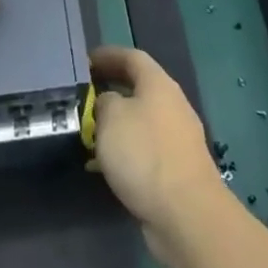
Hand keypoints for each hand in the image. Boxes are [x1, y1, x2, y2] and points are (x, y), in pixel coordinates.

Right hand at [88, 46, 224, 261]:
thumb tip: (107, 102)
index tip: (84, 61)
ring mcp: (176, 138)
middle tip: (82, 95)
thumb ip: (103, 101)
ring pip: (139, 120)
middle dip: (109, 89)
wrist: (186, 213)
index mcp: (159, 84)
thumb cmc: (145, 154)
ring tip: (86, 131)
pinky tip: (101, 166)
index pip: (132, 57)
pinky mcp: (175, 168)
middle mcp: (171, 105)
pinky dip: (122, 151)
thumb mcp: (111, 117)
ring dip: (114, 123)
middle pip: (138, 88)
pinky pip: (143, 149)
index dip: (108, 55)